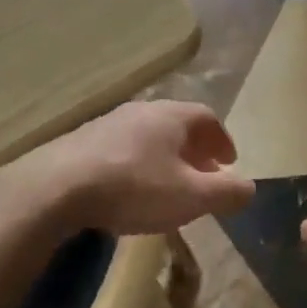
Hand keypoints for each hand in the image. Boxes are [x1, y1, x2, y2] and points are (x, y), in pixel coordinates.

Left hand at [12, 101, 254, 236]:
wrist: (57, 188)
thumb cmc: (135, 188)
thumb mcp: (191, 197)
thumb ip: (226, 193)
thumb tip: (250, 188)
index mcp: (172, 116)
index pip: (208, 119)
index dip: (223, 141)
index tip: (229, 164)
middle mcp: (142, 110)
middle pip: (178, 125)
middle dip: (195, 150)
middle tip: (203, 175)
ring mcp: (109, 122)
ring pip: (148, 135)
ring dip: (165, 157)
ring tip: (168, 184)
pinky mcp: (82, 141)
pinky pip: (123, 147)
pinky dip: (138, 163)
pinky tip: (131, 189)